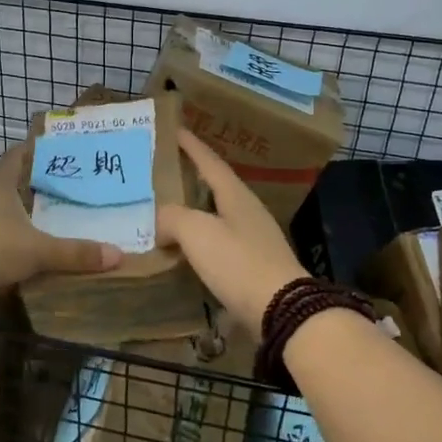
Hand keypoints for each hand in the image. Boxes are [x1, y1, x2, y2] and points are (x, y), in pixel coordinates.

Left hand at [0, 144, 120, 306]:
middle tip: (65, 185)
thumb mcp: (36, 251)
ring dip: (20, 213)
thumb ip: (74, 253)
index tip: (58, 147)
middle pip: (11, 182)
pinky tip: (23, 250)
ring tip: (48, 218)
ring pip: (0, 210)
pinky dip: (8, 238)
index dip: (36, 149)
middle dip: (34, 183)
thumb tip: (117, 255)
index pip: (19, 155)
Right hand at [156, 129, 307, 337]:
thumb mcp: (197, 232)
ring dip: (194, 210)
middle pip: (215, 186)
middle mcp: (247, 211)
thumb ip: (172, 217)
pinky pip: (219, 243)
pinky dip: (199, 240)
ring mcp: (254, 239)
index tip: (174, 129)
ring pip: (217, 215)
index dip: (191, 146)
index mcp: (235, 195)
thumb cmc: (238, 262)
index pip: (209, 161)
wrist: (282, 311)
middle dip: (191, 177)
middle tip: (164, 171)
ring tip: (168, 210)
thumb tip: (159, 220)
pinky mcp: (253, 266)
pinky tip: (185, 249)